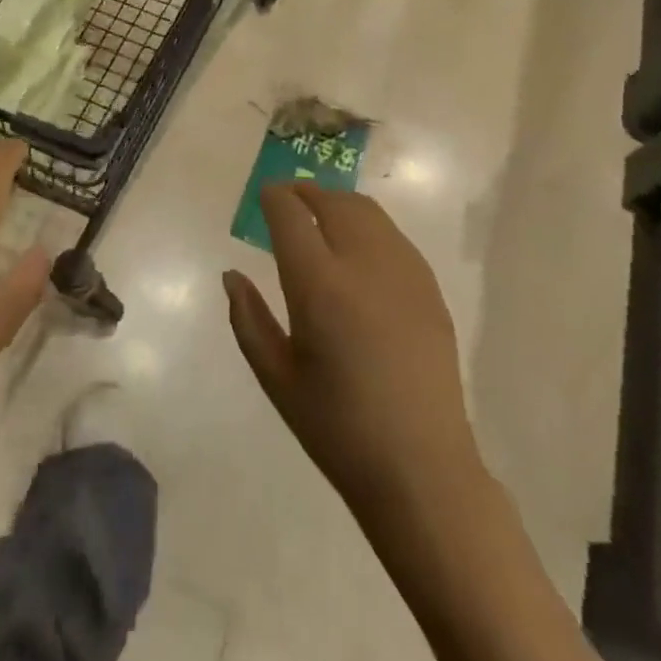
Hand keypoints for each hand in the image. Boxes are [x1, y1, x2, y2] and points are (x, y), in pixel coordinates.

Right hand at [224, 183, 476, 514]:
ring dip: (338, 203)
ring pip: (367, 210)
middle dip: (305, 192)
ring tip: (321, 217)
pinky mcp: (429, 286)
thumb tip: (232, 275)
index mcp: (319, 285)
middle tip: (288, 201)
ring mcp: (403, 271)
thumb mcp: (276, 376)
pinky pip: (392, 235)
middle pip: (332, 201)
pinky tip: (358, 250)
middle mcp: (362, 264)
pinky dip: (368, 225)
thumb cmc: (337, 428)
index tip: (263, 198)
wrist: (421, 468)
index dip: (273, 198)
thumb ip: (248, 318)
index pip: (290, 214)